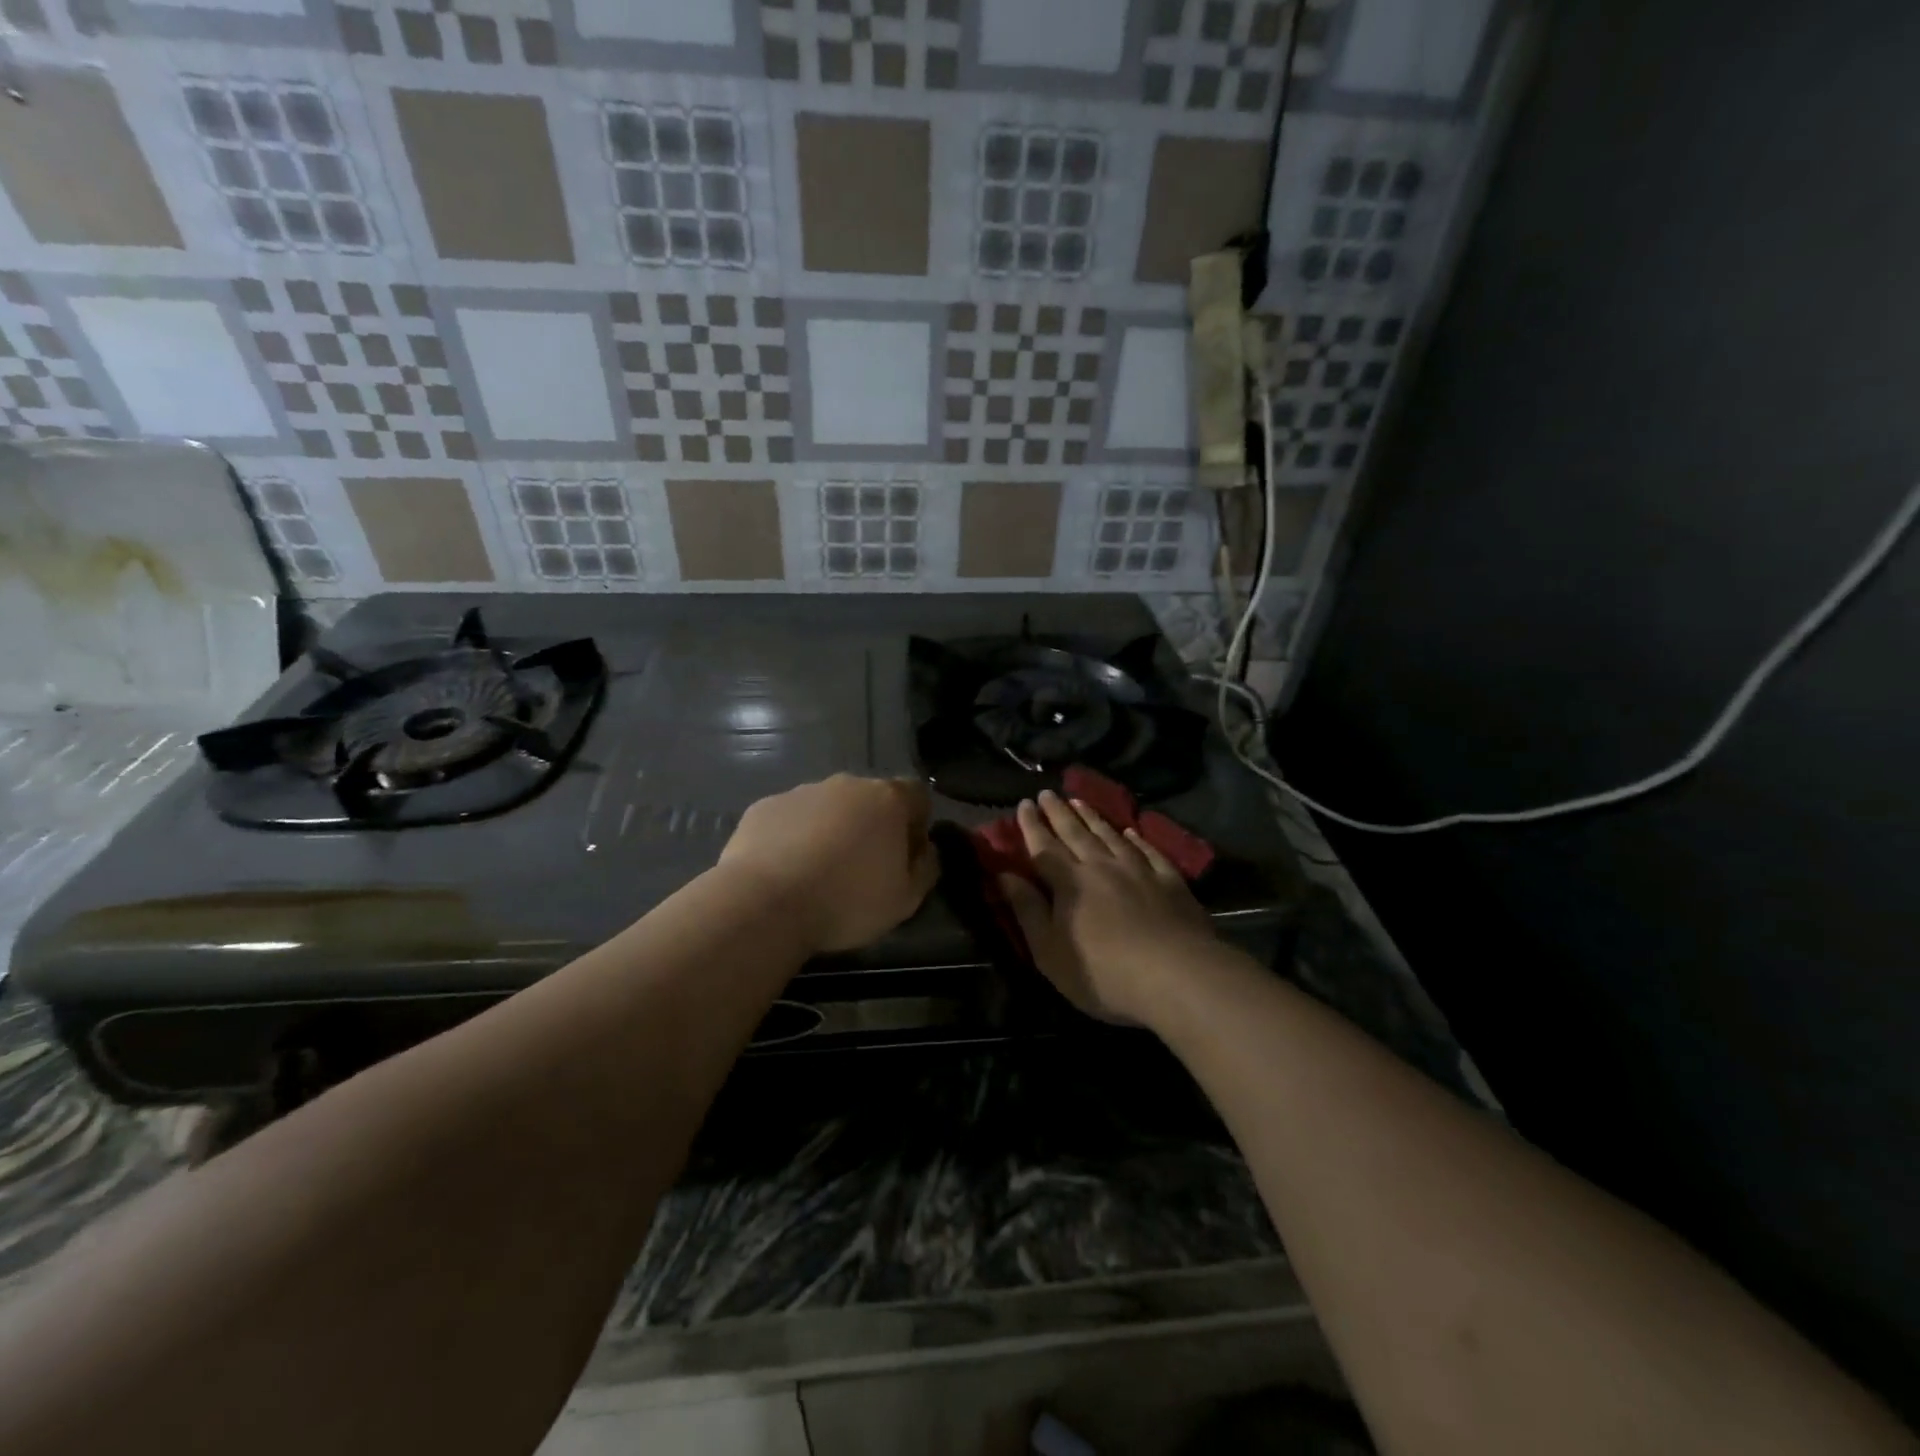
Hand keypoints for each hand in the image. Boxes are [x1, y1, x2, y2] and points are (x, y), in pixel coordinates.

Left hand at [718, 774, 938, 953]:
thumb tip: (927, 850)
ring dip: (831, 830)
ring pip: (828, 807)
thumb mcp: (906, 900)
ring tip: (818, 873)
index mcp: (888, 799)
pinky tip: (785, 871)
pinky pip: (791, 818)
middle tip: (862, 868)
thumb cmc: (847, 901)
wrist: (765, 902)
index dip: (916, 823)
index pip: (917, 794)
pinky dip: (793, 837)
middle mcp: (847, 784)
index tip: (905, 856)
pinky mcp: (765, 806)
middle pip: (870, 798)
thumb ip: (926, 868)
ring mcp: (802, 792)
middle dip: (871, 825)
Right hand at [998, 790, 1217, 1024]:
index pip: (1044, 847)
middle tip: (1047, 793)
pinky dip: (1137, 839)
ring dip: (1092, 817)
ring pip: (1110, 836)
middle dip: (1058, 813)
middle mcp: (1102, 866)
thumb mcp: (1050, 951)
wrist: (1177, 976)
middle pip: (1076, 833)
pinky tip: (1131, 832)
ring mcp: (1139, 871)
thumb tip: (1004, 875)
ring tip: (1079, 801)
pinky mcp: (1170, 882)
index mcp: (1070, 883)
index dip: (1031, 826)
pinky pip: (1149, 852)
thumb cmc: (1103, 973)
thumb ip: (1027, 910)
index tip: (1023, 804)